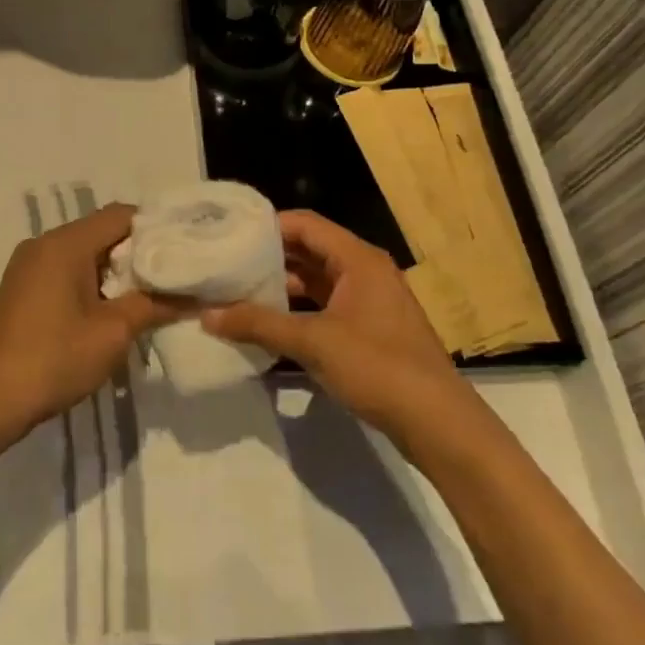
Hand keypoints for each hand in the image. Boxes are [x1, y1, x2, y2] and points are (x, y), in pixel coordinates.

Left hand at [0, 204, 186, 436]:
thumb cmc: (53, 360)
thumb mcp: (113, 333)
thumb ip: (154, 305)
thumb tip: (195, 296)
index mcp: (65, 243)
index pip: (122, 215)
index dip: (157, 229)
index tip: (185, 252)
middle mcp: (44, 244)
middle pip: (103, 232)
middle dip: (139, 253)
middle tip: (174, 277)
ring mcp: (28, 266)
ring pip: (85, 253)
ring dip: (116, 272)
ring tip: (150, 297)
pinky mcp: (22, 289)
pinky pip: (66, 271)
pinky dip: (93, 283)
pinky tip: (111, 311)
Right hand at [203, 209, 466, 434]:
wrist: (436, 421)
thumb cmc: (377, 367)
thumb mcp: (312, 342)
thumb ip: (259, 324)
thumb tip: (208, 315)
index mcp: (357, 259)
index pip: (305, 224)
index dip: (267, 226)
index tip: (229, 235)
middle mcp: (365, 271)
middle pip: (310, 250)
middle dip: (269, 257)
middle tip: (226, 264)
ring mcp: (369, 301)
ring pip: (317, 281)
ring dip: (282, 286)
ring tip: (238, 293)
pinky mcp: (370, 329)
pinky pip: (326, 306)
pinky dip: (298, 310)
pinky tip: (269, 324)